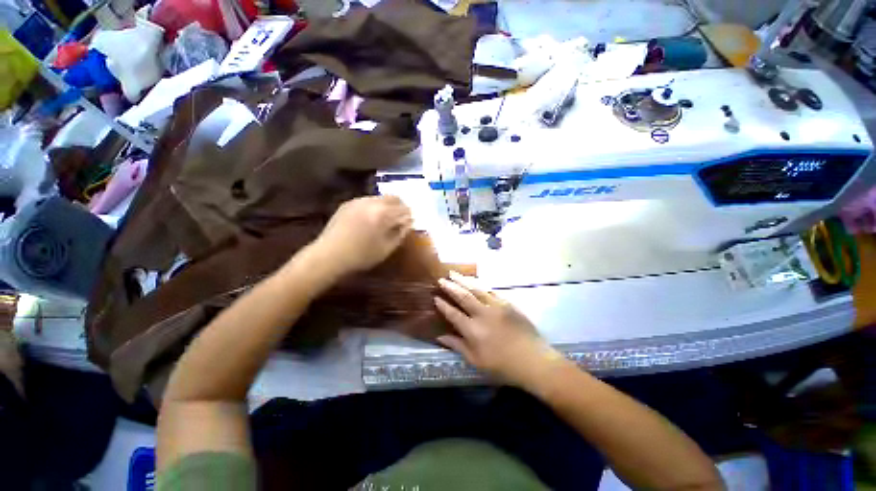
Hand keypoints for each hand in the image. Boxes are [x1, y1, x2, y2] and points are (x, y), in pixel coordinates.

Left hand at [313, 195, 412, 275]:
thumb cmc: (361, 256)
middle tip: (400, 219)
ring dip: (387, 205)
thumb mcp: (387, 248)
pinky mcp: (348, 203)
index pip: (404, 209)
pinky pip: (367, 200)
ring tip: (385, 219)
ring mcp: (359, 201)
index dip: (409, 216)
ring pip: (380, 197)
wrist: (329, 255)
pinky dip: (374, 206)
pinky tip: (370, 218)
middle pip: (394, 198)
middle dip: (400, 207)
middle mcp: (372, 202)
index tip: (408, 224)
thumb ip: (400, 233)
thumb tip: (408, 222)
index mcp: (384, 214)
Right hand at [434, 272, 562, 387]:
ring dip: (464, 280)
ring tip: (454, 273)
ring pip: (476, 289)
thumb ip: (457, 346)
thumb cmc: (503, 365)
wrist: (533, 360)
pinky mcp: (507, 303)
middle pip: (463, 296)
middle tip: (442, 279)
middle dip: (451, 287)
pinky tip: (474, 281)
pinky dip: (480, 284)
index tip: (435, 297)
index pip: (453, 314)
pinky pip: (491, 290)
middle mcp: (482, 314)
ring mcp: (496, 306)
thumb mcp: (476, 361)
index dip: (443, 305)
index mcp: (473, 330)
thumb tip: (440, 337)